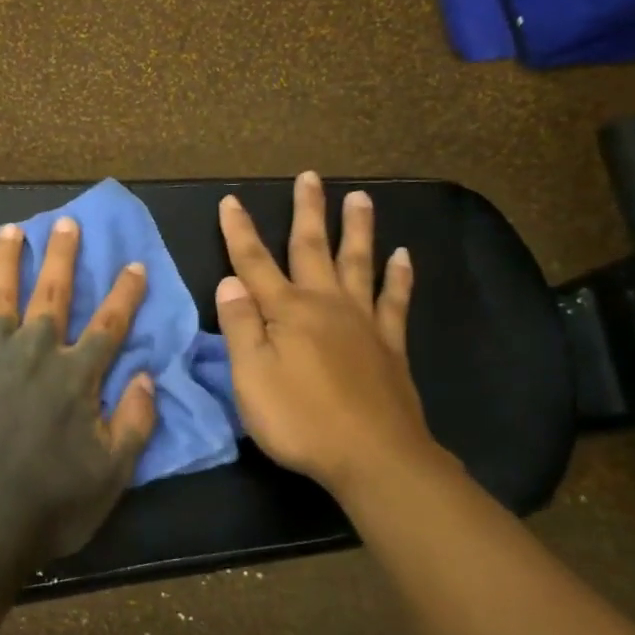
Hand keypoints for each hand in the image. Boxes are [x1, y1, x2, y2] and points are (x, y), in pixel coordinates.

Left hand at [0, 217, 157, 567]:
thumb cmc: (52, 505)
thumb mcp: (113, 473)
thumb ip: (135, 422)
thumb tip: (147, 375)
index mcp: (76, 378)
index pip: (109, 326)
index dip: (124, 294)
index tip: (133, 263)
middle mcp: (34, 356)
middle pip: (52, 296)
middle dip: (63, 257)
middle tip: (66, 223)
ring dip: (6, 262)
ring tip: (11, 231)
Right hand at [215, 172, 445, 497]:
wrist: (374, 457)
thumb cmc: (300, 419)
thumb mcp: (251, 377)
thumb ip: (240, 327)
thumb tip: (229, 282)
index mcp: (286, 312)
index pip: (254, 263)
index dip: (239, 231)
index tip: (231, 200)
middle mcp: (325, 305)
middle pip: (312, 249)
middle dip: (306, 211)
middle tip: (309, 176)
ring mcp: (362, 322)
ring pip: (358, 263)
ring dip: (356, 229)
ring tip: (360, 197)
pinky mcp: (390, 345)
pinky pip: (395, 300)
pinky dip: (399, 276)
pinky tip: (404, 256)